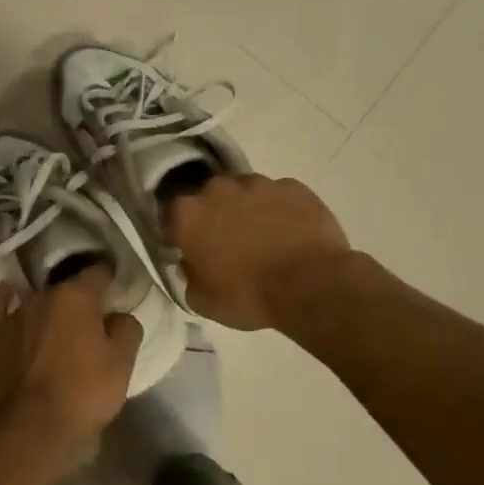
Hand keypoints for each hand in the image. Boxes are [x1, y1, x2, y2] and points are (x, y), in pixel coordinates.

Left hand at [0, 266, 142, 445]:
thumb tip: (118, 316)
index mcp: (76, 297)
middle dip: (78, 301)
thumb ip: (126, 330)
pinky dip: (3, 297)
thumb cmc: (82, 393)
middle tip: (89, 323)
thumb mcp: (121, 364)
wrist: (28, 428)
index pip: (97, 273)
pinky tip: (7, 292)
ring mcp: (12, 316)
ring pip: (35, 301)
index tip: (114, 288)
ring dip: (47, 308)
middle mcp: (42, 297)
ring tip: (56, 324)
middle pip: (65, 289)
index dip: (108, 278)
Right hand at [165, 174, 353, 330]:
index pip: (172, 218)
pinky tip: (290, 233)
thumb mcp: (202, 300)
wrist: (311, 285)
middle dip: (214, 216)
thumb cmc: (249, 296)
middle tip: (228, 243)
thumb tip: (191, 263)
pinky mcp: (293, 186)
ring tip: (263, 238)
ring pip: (245, 193)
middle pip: (209, 199)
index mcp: (188, 215)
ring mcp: (258, 184)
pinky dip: (280, 210)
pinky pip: (279, 196)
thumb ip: (188, 276)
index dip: (180, 235)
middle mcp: (218, 189)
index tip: (190, 250)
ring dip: (248, 210)